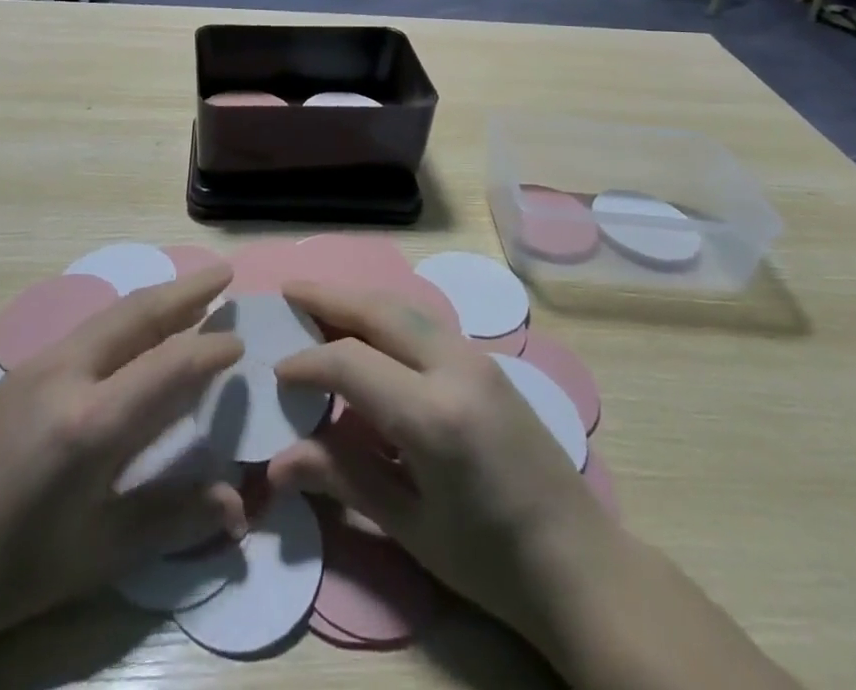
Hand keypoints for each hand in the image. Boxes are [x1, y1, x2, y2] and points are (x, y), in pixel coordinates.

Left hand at [0, 267, 246, 662]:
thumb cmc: (17, 568)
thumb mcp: (100, 552)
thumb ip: (173, 517)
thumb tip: (239, 506)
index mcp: (92, 422)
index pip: (171, 366)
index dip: (211, 350)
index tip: (240, 343)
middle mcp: (67, 374)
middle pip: (139, 314)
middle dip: (188, 291)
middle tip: (224, 274)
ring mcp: (37, 365)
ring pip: (110, 315)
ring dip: (155, 299)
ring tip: (190, 294)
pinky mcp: (17, 370)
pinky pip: (85, 330)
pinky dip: (123, 319)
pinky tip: (132, 332)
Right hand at [267, 283, 615, 665]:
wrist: (580, 564)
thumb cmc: (491, 562)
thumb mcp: (410, 526)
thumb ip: (342, 478)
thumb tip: (275, 463)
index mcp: (433, 416)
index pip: (350, 362)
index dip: (307, 363)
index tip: (276, 372)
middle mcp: (455, 368)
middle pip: (379, 310)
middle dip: (328, 297)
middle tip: (287, 291)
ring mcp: (477, 358)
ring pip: (404, 307)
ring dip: (358, 299)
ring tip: (318, 300)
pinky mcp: (488, 361)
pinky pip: (425, 322)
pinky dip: (386, 314)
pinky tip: (368, 328)